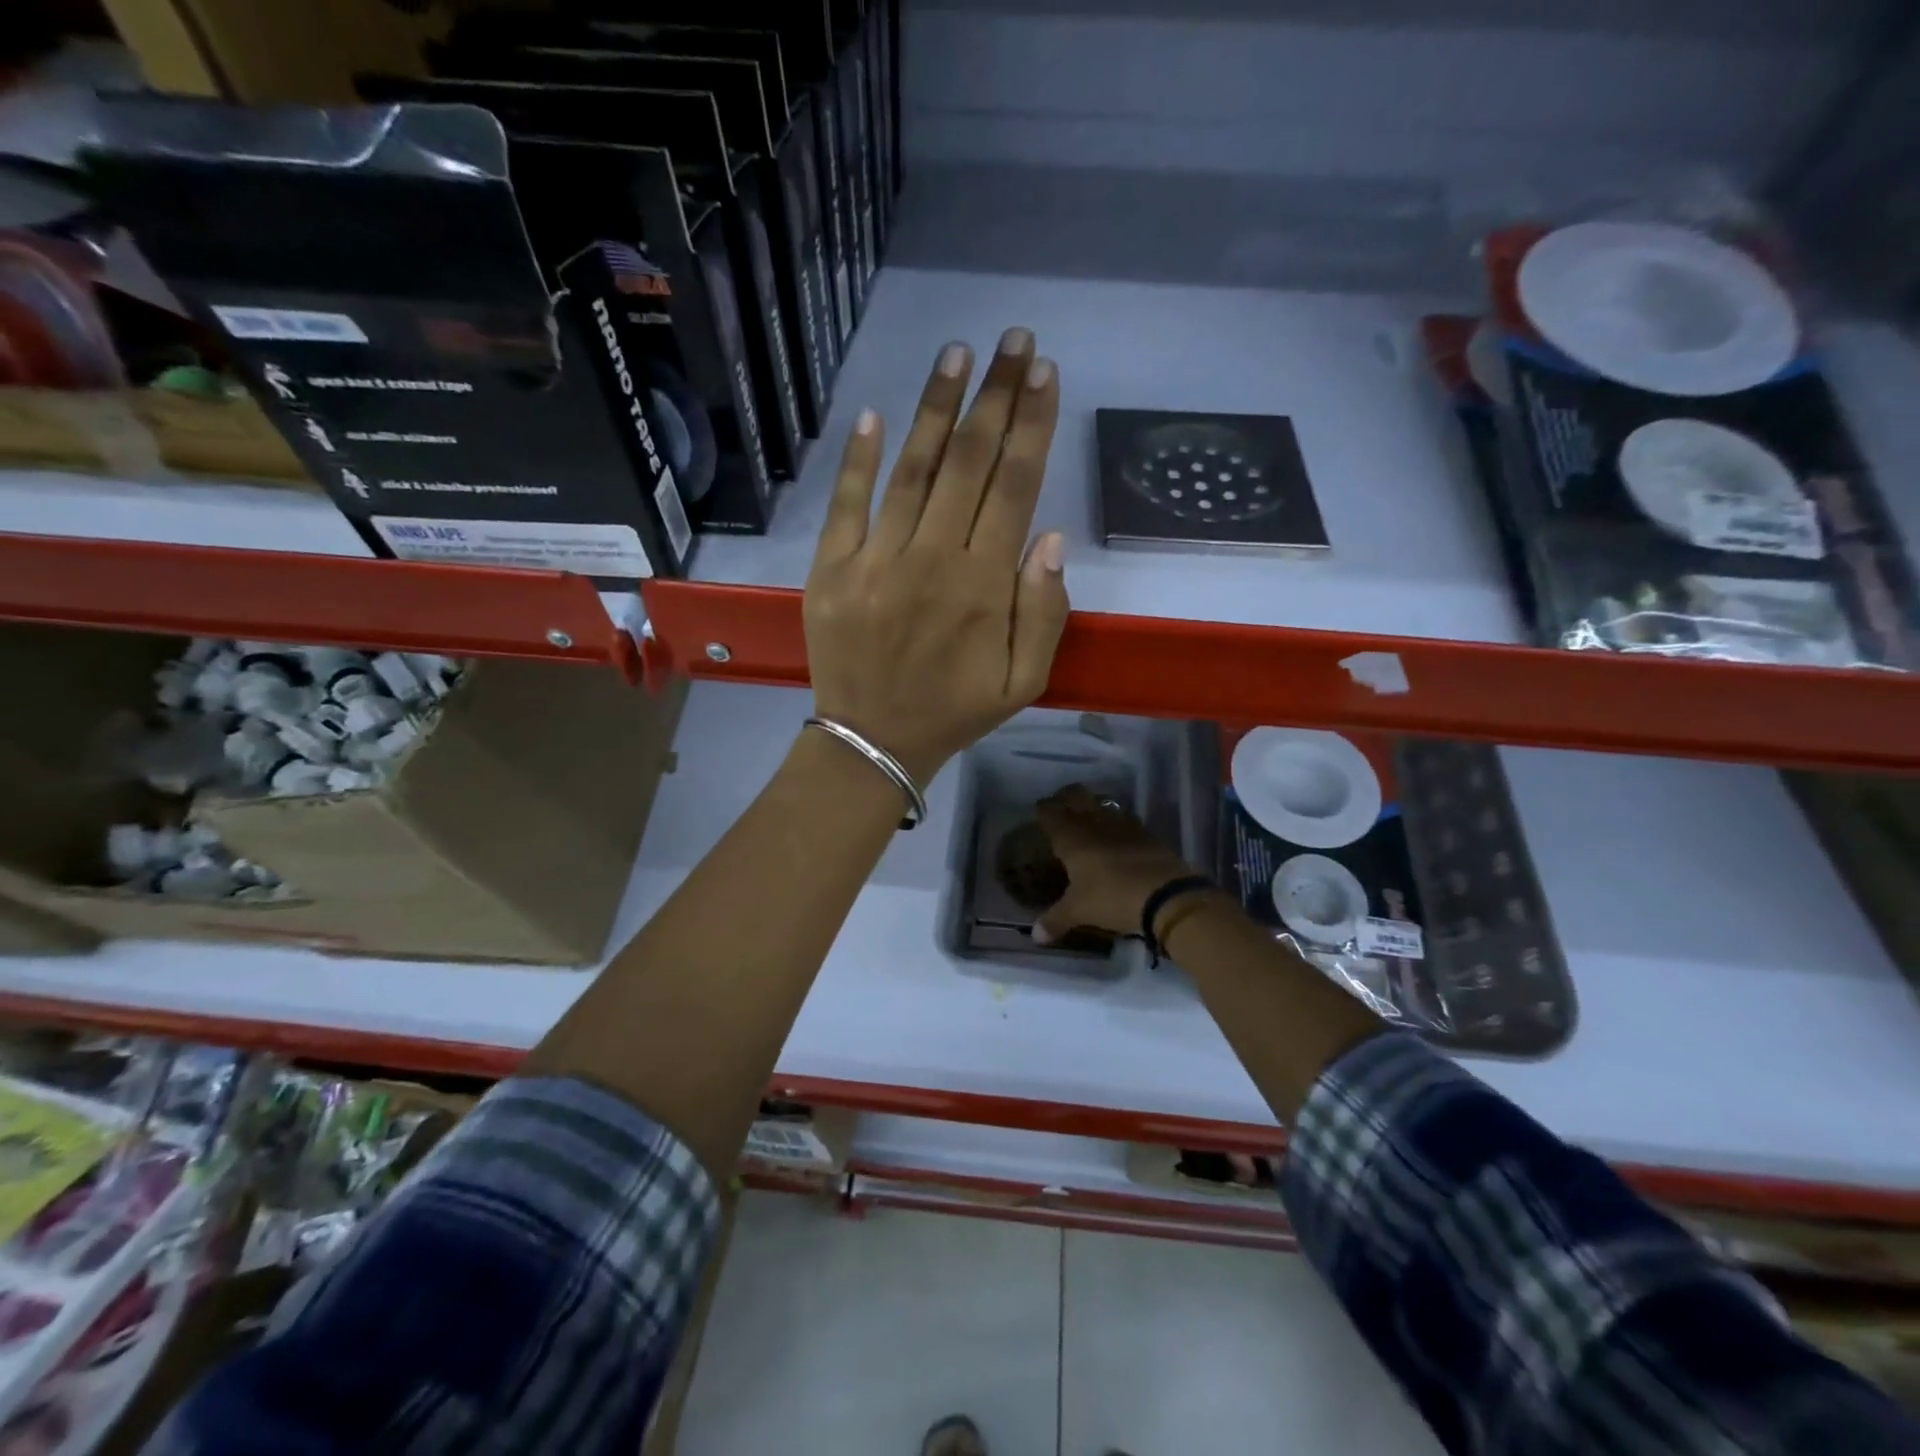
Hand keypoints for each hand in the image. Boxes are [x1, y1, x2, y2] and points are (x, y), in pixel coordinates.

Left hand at [804, 329, 1068, 784]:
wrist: (872, 742)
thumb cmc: (954, 711)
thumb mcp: (1022, 681)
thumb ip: (1043, 612)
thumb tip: (1049, 536)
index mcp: (983, 586)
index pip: (1013, 487)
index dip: (1031, 426)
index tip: (1044, 374)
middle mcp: (931, 560)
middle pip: (968, 463)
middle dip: (994, 396)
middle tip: (1012, 340)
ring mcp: (875, 560)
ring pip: (912, 470)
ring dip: (936, 408)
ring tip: (957, 354)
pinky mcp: (831, 569)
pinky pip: (846, 504)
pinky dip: (858, 458)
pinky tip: (873, 413)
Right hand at [1032, 785, 1198, 941]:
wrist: (1166, 895)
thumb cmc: (1112, 897)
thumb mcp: (1079, 911)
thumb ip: (1055, 920)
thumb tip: (1035, 936)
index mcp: (1072, 837)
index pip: (1050, 812)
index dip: (1043, 809)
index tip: (1038, 811)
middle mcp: (1094, 823)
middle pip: (1077, 795)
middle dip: (1066, 797)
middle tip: (1061, 807)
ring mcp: (1123, 825)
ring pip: (1103, 803)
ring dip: (1093, 806)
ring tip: (1088, 818)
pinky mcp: (1146, 833)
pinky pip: (1125, 819)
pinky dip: (1116, 823)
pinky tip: (1117, 836)